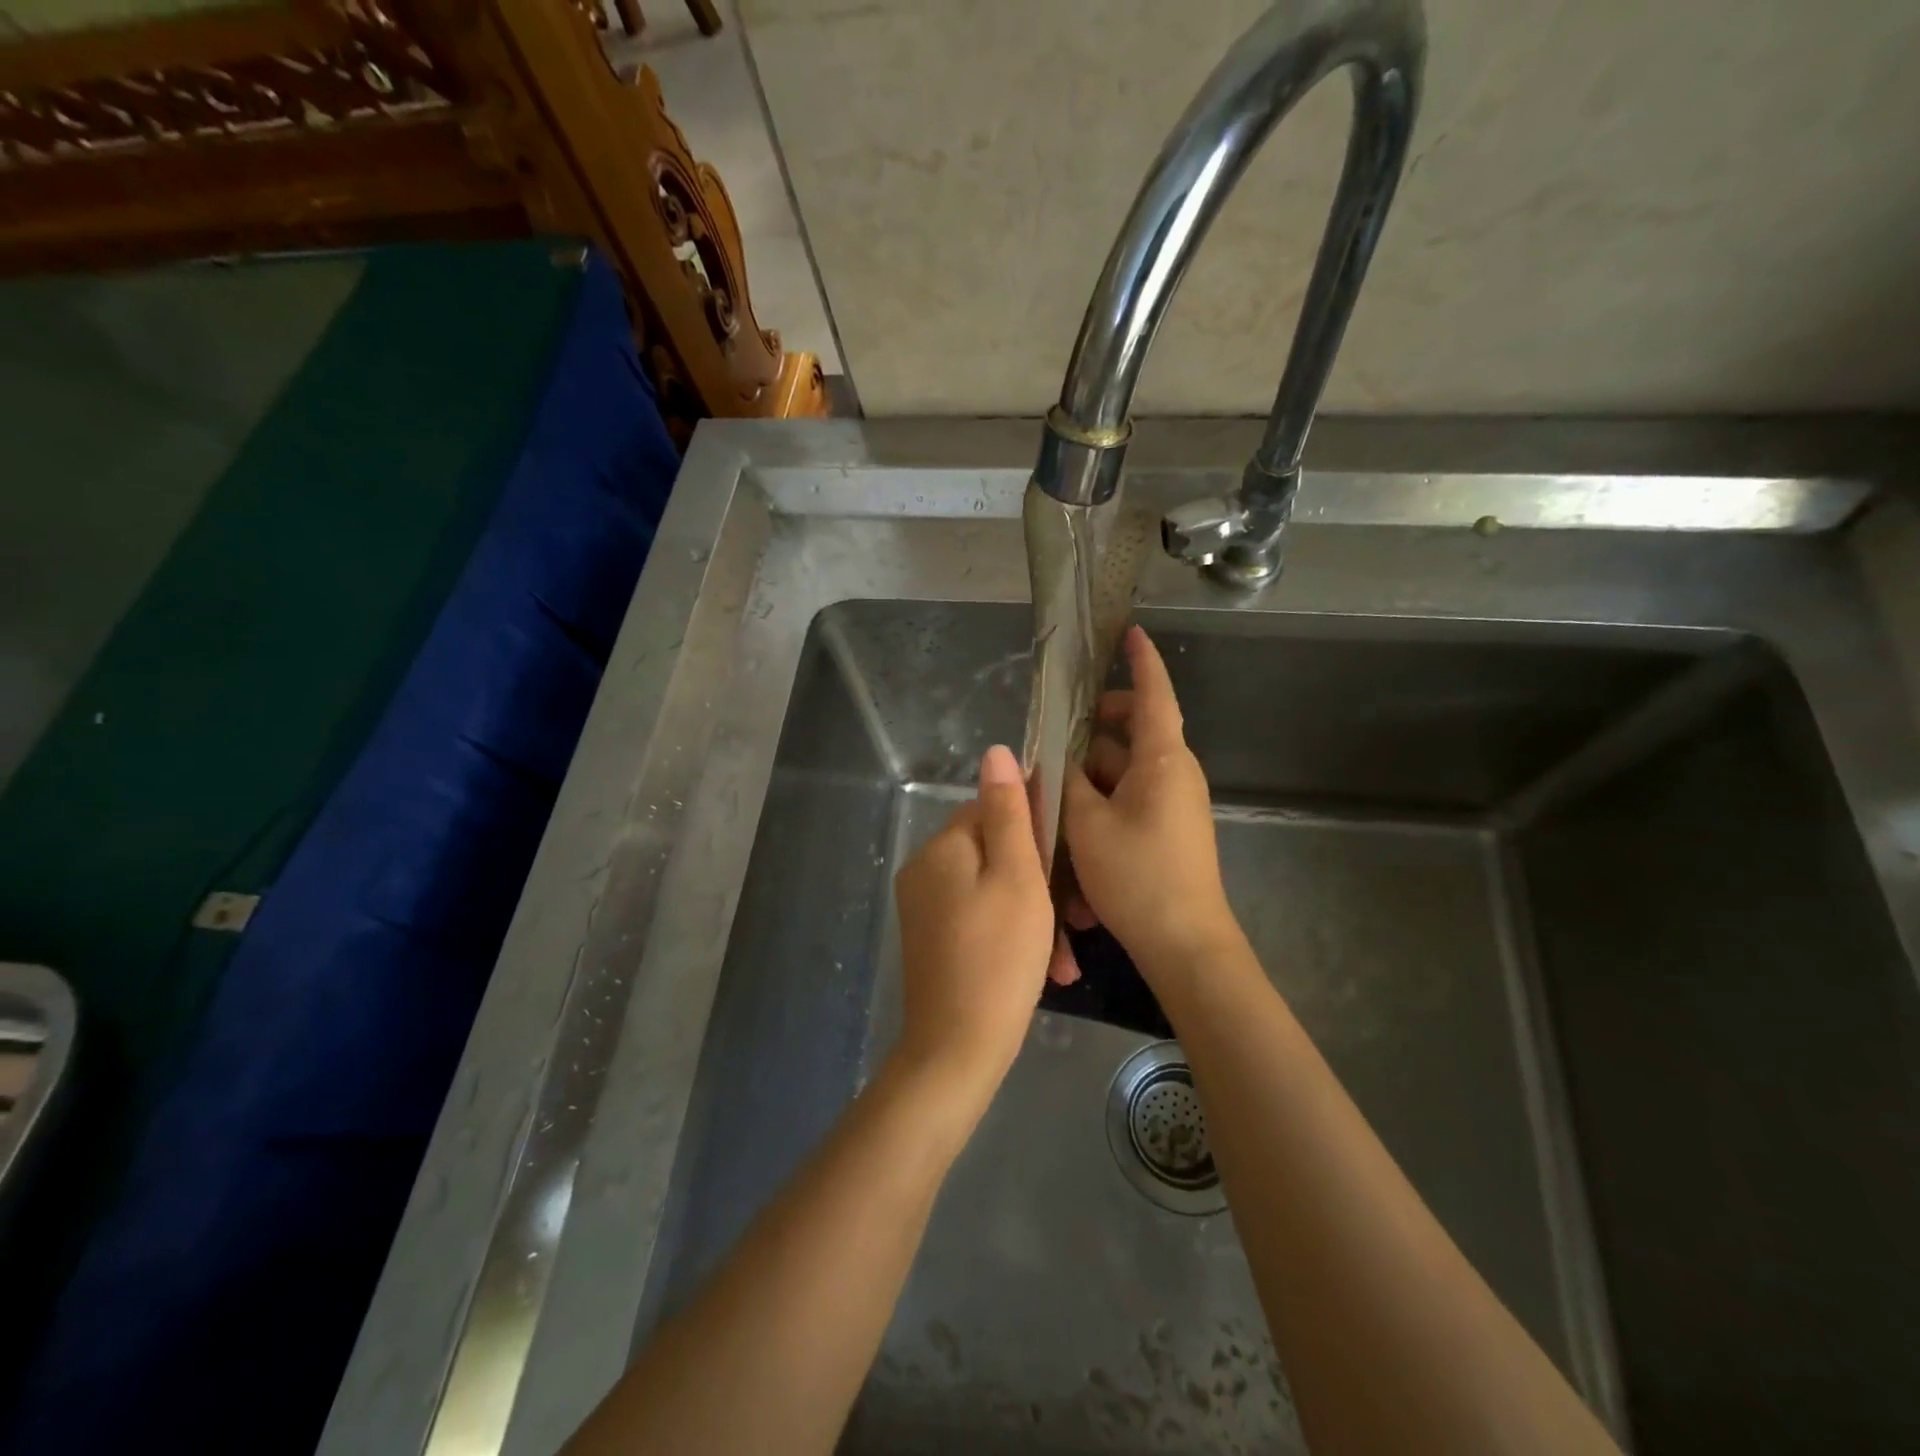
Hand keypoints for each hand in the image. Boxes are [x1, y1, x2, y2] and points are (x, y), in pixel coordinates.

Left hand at [892, 744, 1063, 1097]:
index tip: (1070, 860)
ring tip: (1065, 957)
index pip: (993, 809)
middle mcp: (925, 870)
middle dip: (1042, 883)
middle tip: (1078, 919)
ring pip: (994, 891)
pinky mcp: (933, 940)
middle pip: (996, 853)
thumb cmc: (999, 957)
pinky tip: (1046, 971)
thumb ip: (1009, 812)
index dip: (1037, 829)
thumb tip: (996, 751)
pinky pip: (981, 920)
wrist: (957, 1050)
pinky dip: (1013, 937)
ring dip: (1035, 917)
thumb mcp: (1017, 877)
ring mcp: (926, 908)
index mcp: (943, 847)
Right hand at [1062, 626, 1239, 988]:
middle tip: (1056, 735)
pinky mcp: (1170, 827)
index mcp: (1163, 759)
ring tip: (1055, 791)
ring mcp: (1175, 801)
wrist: (1185, 943)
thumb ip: (1066, 783)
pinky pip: (1133, 795)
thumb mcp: (1086, 825)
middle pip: (1134, 730)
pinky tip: (1075, 824)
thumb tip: (1060, 760)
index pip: (1154, 694)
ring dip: (1093, 772)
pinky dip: (1105, 798)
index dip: (1141, 660)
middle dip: (1096, 727)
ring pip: (1128, 767)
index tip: (1129, 632)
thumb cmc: (1138, 875)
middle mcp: (1175, 772)